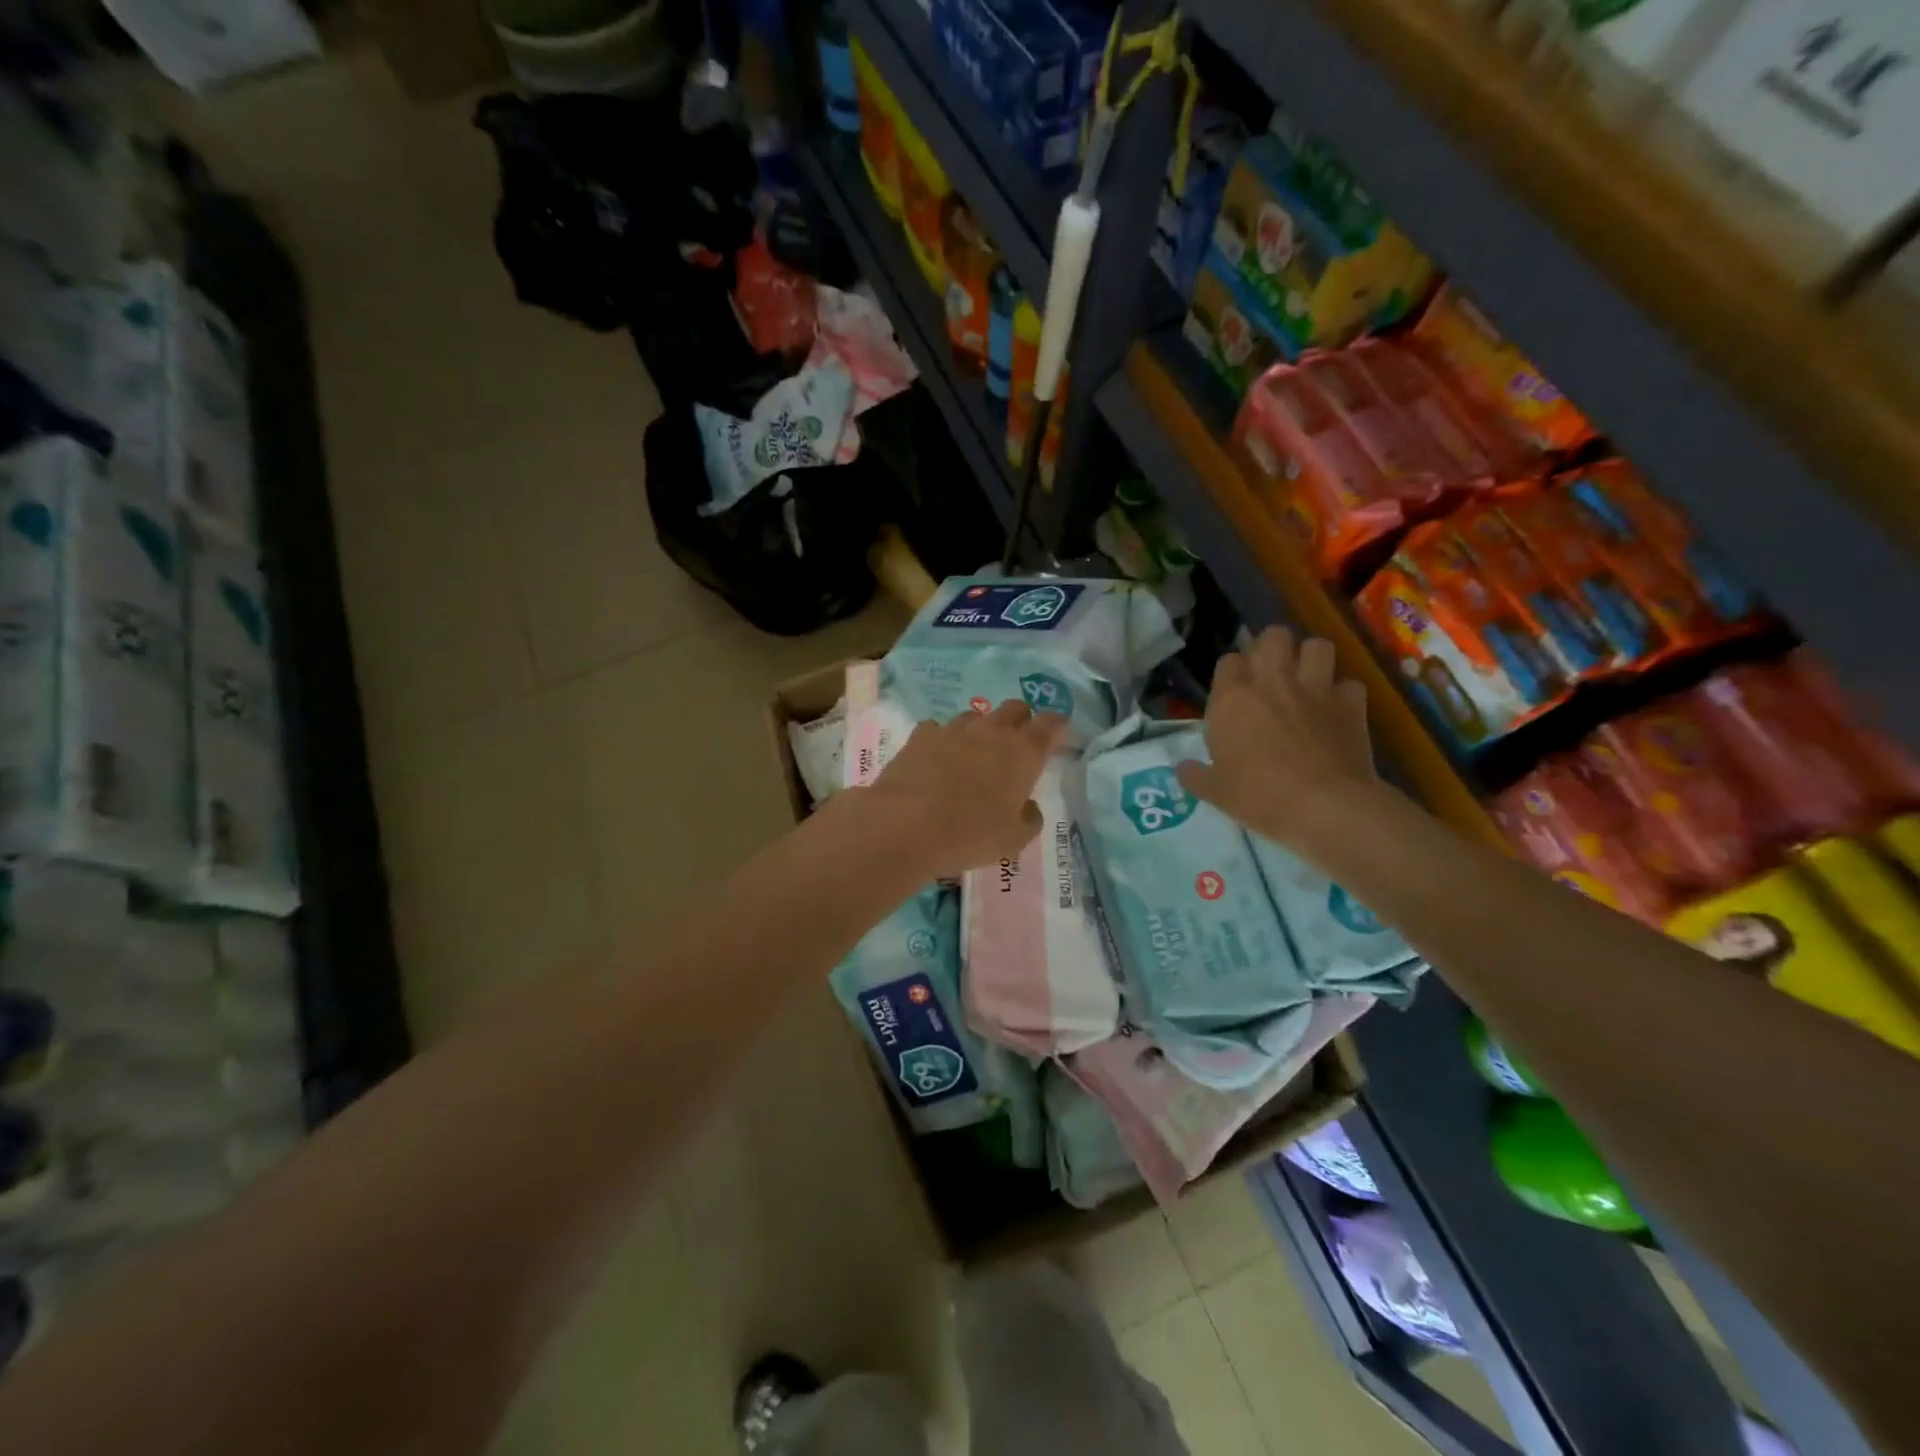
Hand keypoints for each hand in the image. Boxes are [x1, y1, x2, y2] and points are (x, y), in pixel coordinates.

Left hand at [862, 700, 1067, 878]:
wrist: (906, 826)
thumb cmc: (969, 835)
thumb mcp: (1013, 840)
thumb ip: (1030, 818)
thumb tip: (1028, 806)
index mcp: (1024, 753)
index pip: (1051, 724)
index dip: (1057, 726)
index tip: (1057, 737)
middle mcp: (992, 731)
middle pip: (1015, 708)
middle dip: (1021, 720)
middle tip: (1017, 744)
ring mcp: (954, 729)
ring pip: (976, 716)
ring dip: (981, 730)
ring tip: (974, 755)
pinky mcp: (922, 735)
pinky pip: (939, 729)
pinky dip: (943, 740)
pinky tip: (936, 760)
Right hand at [1176, 627, 1379, 851]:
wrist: (1324, 806)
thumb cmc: (1259, 796)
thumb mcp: (1215, 791)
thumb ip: (1195, 775)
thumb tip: (1183, 768)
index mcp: (1232, 698)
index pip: (1228, 660)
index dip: (1231, 673)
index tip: (1232, 694)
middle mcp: (1273, 681)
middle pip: (1274, 636)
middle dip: (1272, 648)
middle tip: (1270, 674)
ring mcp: (1316, 688)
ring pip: (1317, 645)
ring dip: (1311, 658)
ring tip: (1306, 679)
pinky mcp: (1351, 703)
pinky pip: (1350, 683)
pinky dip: (1344, 693)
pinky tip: (1337, 710)